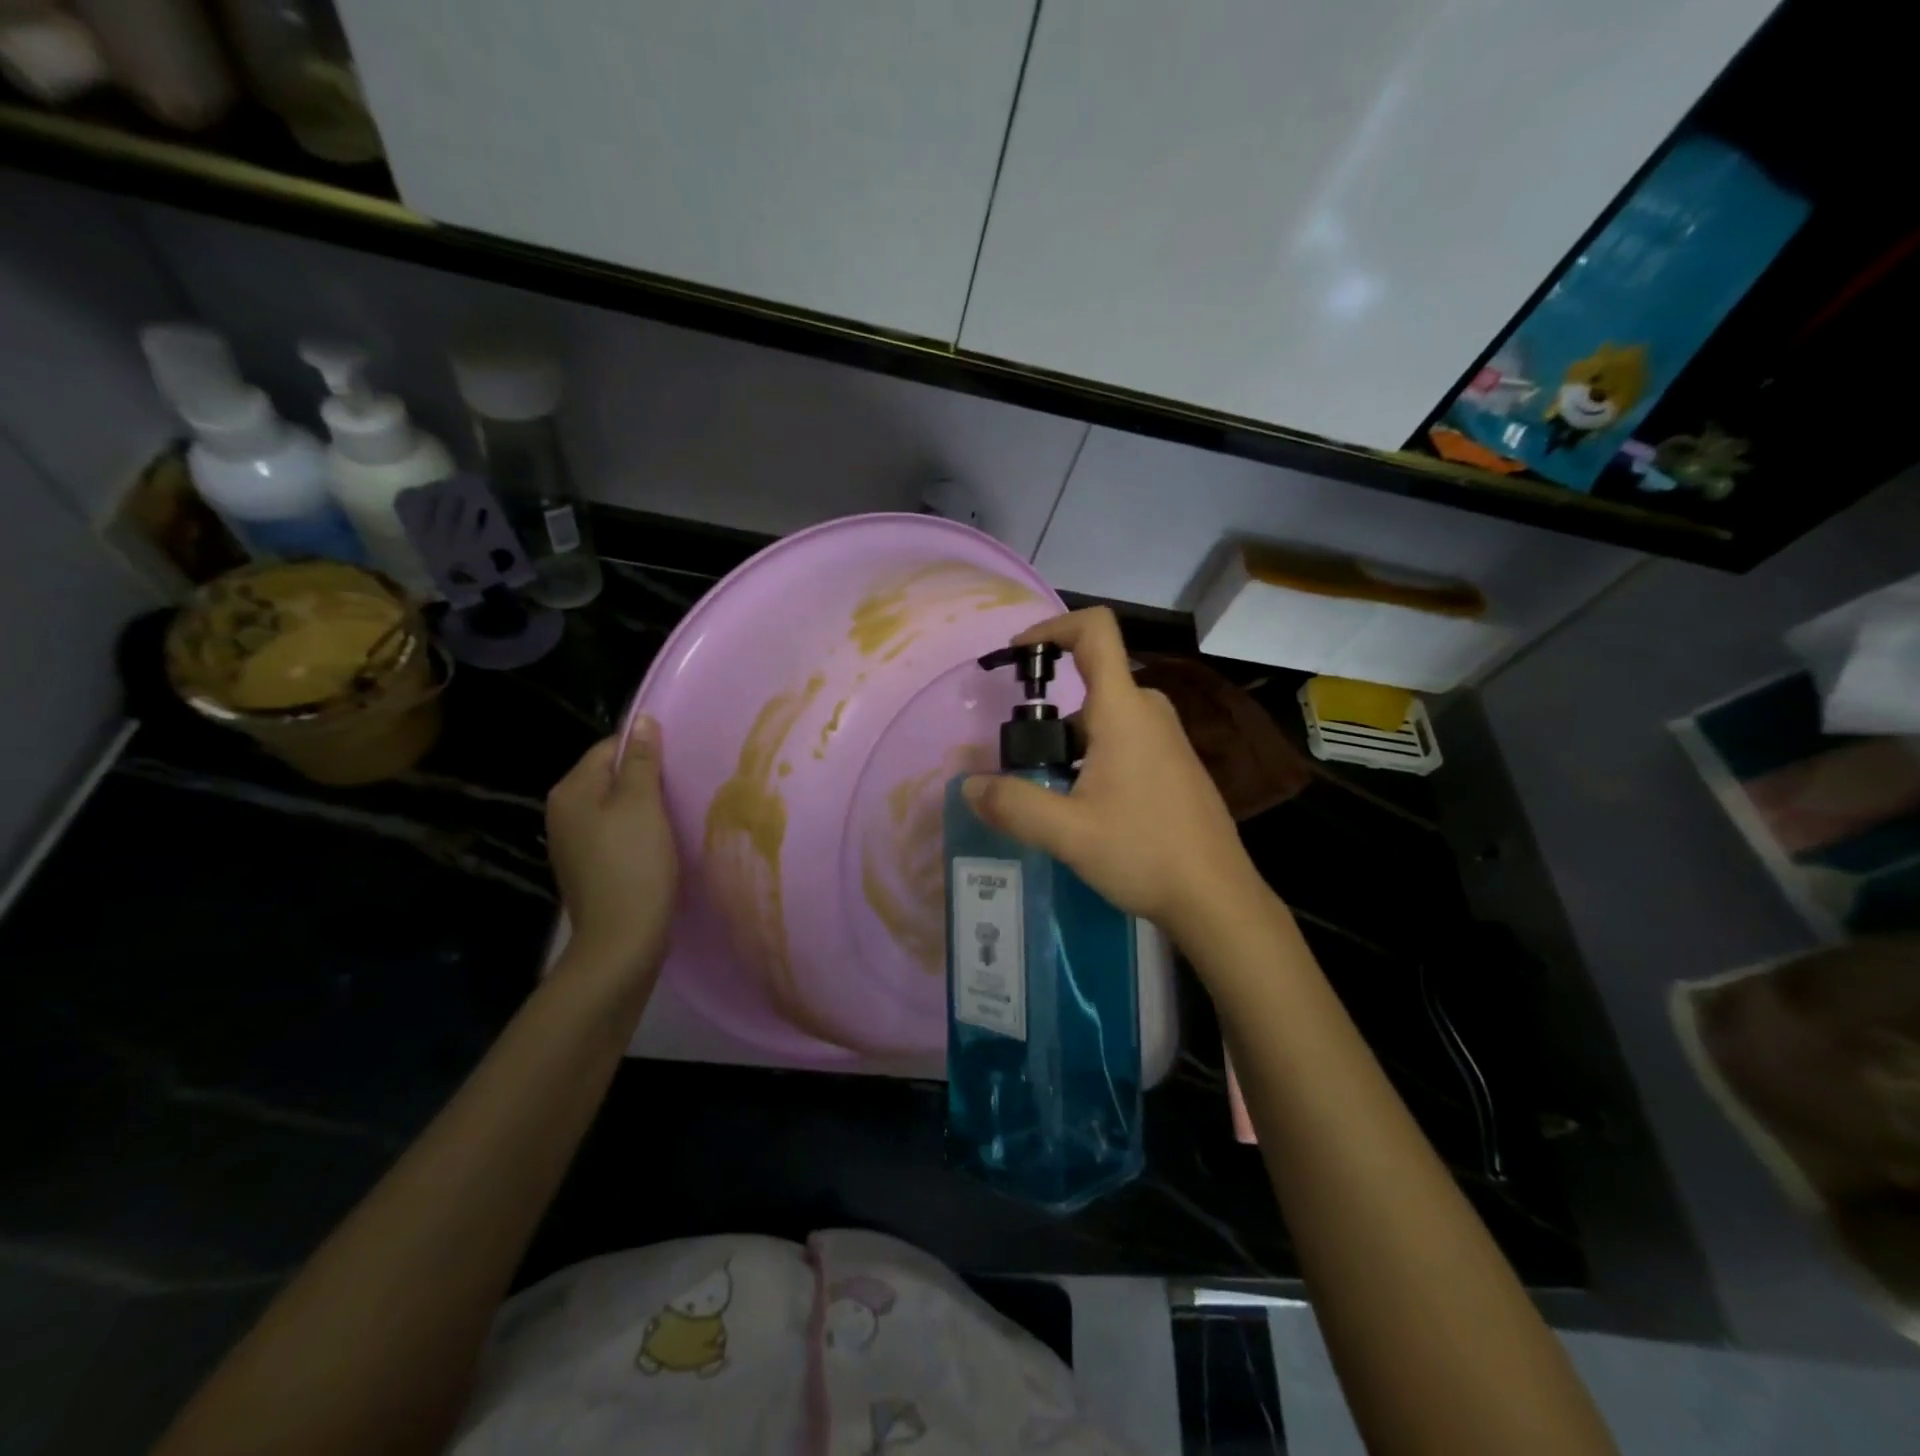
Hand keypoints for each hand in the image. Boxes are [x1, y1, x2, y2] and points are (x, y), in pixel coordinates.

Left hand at [546, 717, 678, 987]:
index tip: (678, 764)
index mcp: (571, 791)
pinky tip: (660, 844)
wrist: (622, 940)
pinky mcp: (589, 867)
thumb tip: (642, 720)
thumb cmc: (634, 865)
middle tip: (683, 788)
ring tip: (677, 814)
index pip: (609, 748)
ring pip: (615, 807)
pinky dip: (638, 832)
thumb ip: (642, 761)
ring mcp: (573, 842)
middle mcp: (563, 812)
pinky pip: (615, 833)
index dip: (645, 750)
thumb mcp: (642, 805)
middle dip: (646, 779)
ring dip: (645, 807)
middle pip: (610, 777)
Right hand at [962, 607, 1262, 942]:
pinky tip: (1084, 808)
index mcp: (1123, 710)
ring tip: (1050, 795)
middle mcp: (1148, 711)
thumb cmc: (1145, 853)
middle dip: (1048, 714)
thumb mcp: (1068, 833)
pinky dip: (1092, 755)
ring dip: (1068, 743)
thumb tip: (970, 786)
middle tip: (1023, 761)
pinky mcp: (1173, 763)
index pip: (1095, 631)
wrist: (1217, 897)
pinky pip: (1123, 738)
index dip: (1052, 627)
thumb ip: (1013, 805)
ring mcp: (1166, 738)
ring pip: (1104, 717)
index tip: (1018, 655)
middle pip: (1090, 683)